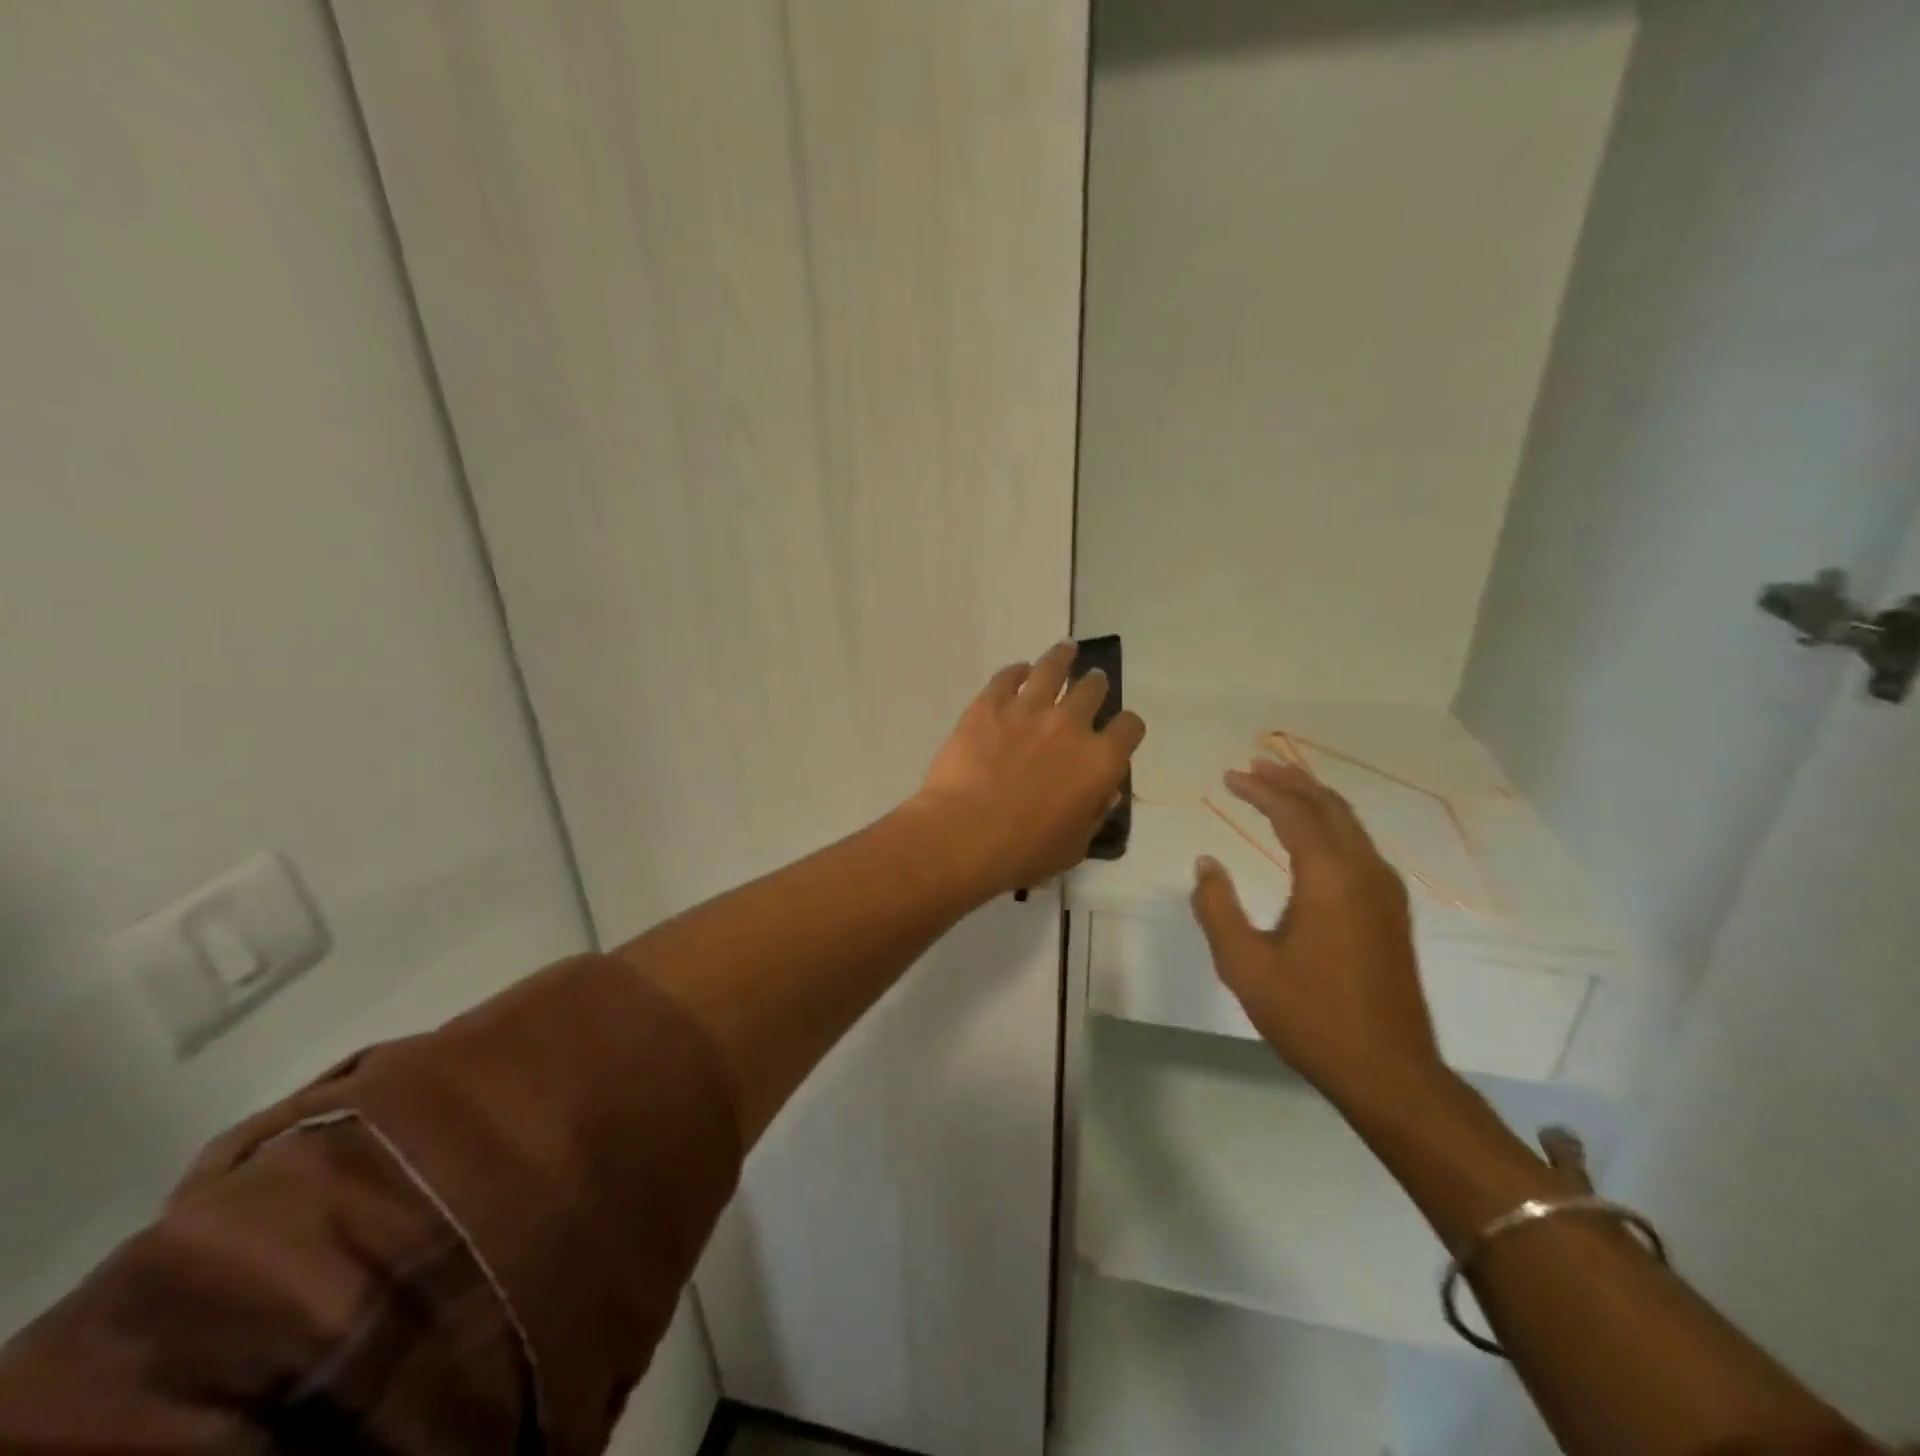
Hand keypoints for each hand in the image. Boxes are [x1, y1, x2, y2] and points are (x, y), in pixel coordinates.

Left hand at [911, 642, 1145, 898]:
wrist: (963, 835)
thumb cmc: (1023, 851)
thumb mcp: (1074, 847)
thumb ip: (1094, 816)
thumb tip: (1103, 794)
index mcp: (1100, 761)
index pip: (1129, 727)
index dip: (1127, 727)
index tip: (1119, 730)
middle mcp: (1070, 724)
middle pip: (1093, 689)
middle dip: (1096, 686)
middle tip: (1092, 685)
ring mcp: (1028, 708)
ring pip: (1053, 667)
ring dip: (1063, 657)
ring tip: (1066, 650)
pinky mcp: (989, 704)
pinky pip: (1007, 675)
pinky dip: (1017, 671)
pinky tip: (1018, 672)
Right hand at [1189, 759, 1443, 1107]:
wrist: (1389, 1071)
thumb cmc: (1310, 1016)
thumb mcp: (1245, 964)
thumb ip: (1217, 906)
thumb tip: (1206, 862)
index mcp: (1330, 878)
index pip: (1293, 813)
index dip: (1259, 789)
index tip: (1228, 775)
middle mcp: (1364, 872)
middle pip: (1328, 807)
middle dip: (1290, 781)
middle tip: (1254, 766)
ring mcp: (1385, 891)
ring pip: (1349, 824)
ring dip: (1313, 799)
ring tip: (1279, 786)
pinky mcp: (1391, 911)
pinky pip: (1359, 845)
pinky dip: (1330, 824)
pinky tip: (1313, 835)